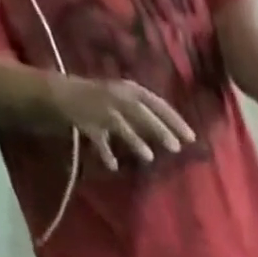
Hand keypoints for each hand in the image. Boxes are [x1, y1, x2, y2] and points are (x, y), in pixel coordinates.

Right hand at [47, 75, 195, 169]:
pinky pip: (98, 139)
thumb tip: (177, 138)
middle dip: (159, 128)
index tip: (192, 138)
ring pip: (120, 124)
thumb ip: (151, 120)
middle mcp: (117, 96)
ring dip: (133, 139)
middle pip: (141, 112)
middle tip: (177, 147)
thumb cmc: (107, 103)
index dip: (174, 120)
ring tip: (149, 157)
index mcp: (131, 90)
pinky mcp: (87, 122)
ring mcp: (101, 108)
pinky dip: (105, 152)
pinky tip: (113, 166)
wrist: (65, 94)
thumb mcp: (131, 105)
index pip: (157, 103)